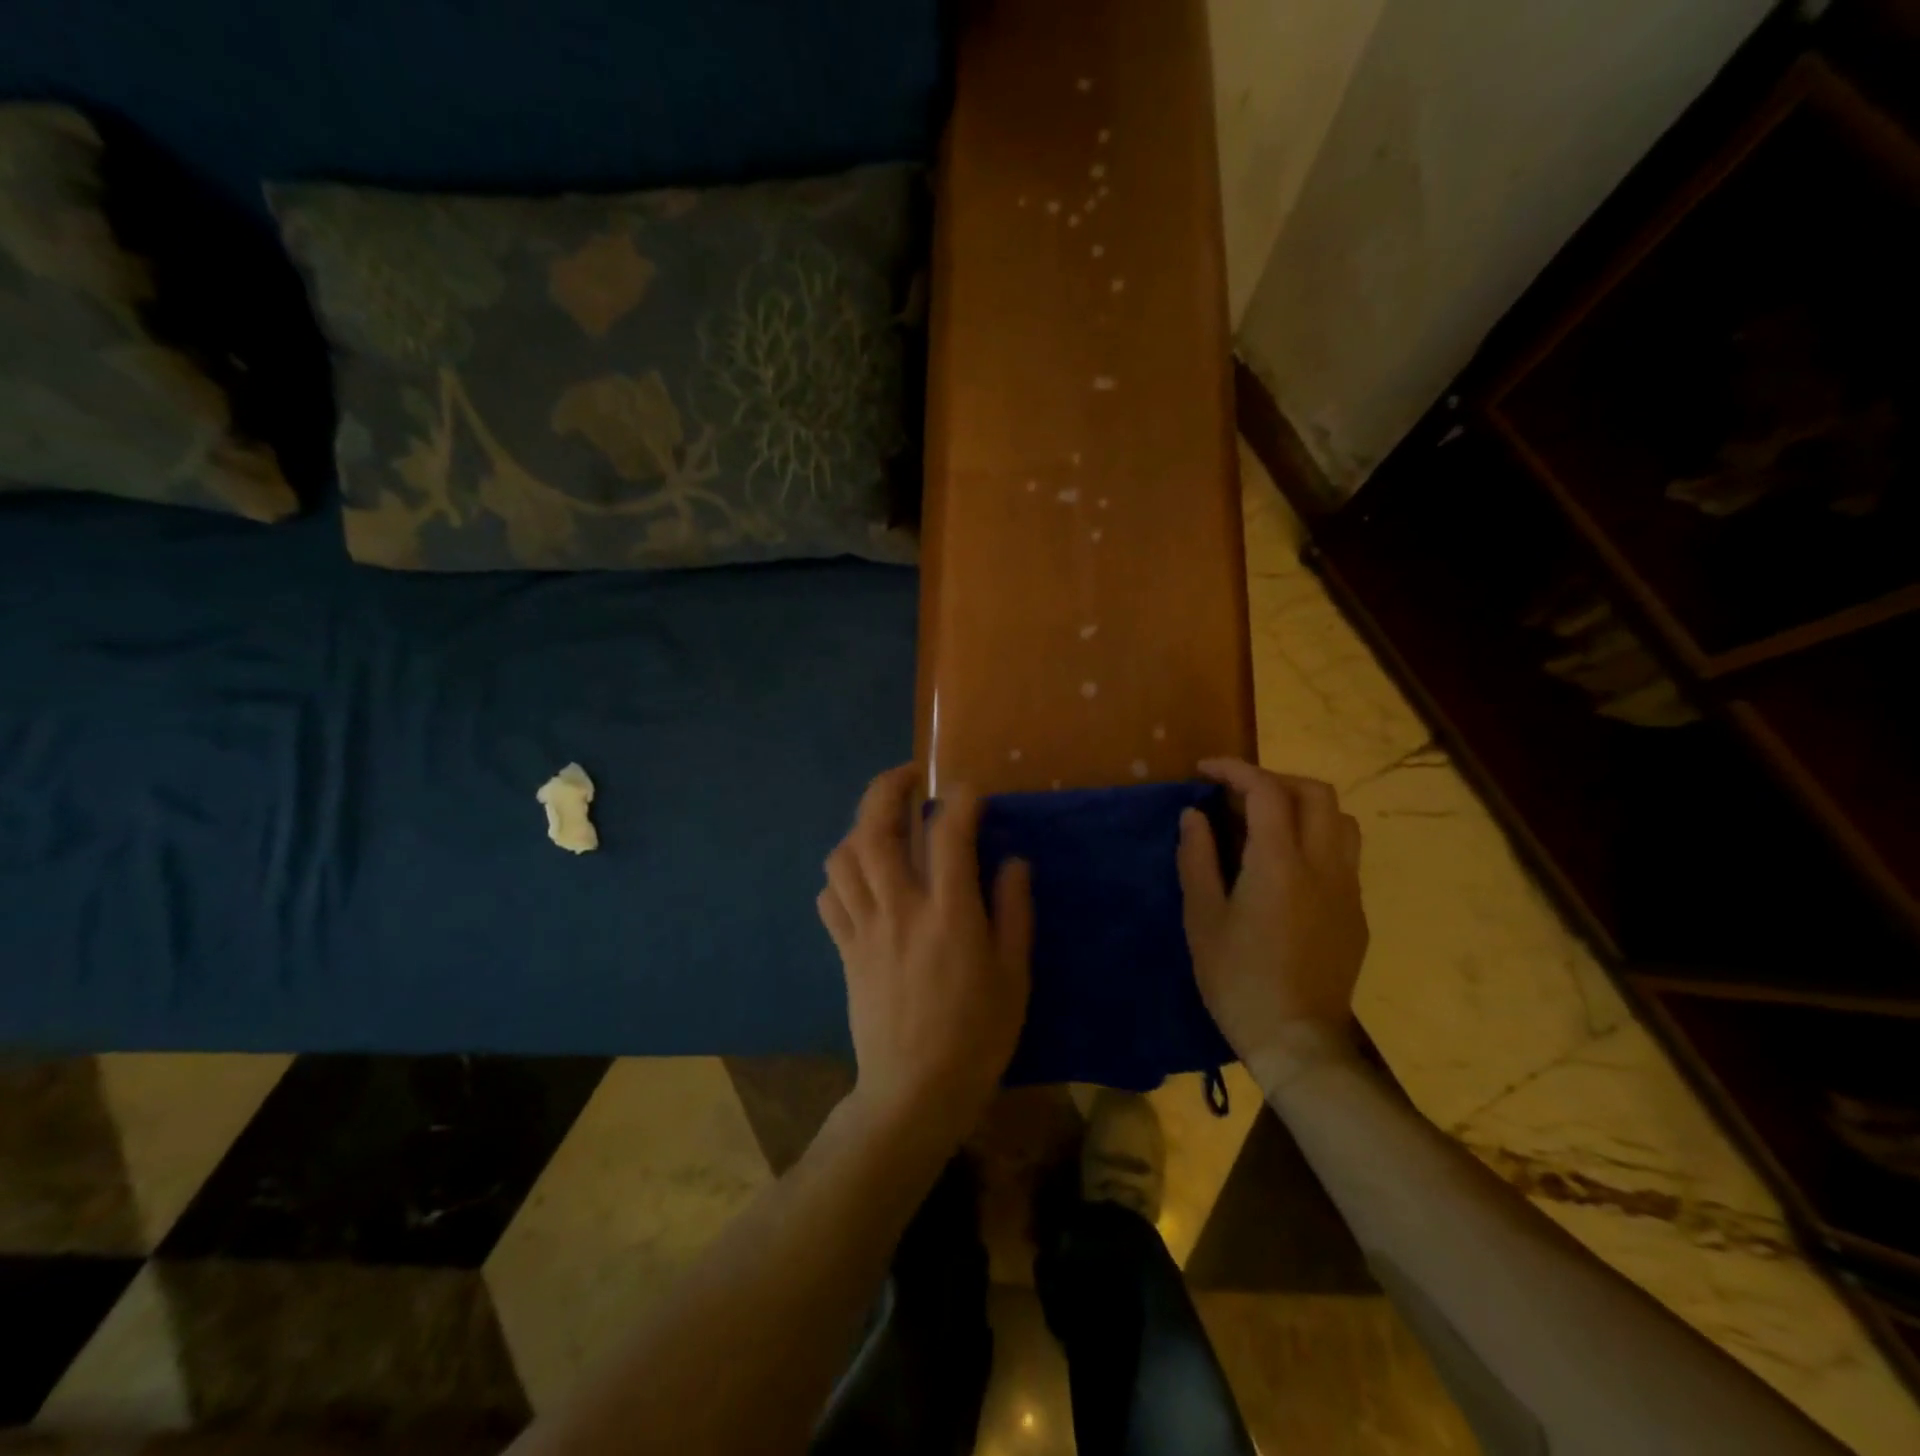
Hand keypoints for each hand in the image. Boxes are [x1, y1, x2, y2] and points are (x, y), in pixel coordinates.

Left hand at [817, 765, 1033, 1142]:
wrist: (914, 1093)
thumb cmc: (976, 1036)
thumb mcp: (1014, 977)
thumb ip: (1014, 913)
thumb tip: (1013, 862)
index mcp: (949, 914)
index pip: (947, 834)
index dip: (959, 800)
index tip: (969, 789)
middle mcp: (900, 909)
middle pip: (875, 830)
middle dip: (886, 790)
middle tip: (907, 777)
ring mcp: (865, 929)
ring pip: (843, 858)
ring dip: (860, 829)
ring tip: (882, 825)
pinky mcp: (845, 951)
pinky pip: (830, 900)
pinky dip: (840, 877)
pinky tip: (860, 878)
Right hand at [1176, 758, 1367, 1068]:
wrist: (1297, 1040)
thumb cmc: (1238, 979)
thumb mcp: (1202, 918)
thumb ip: (1197, 858)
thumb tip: (1194, 816)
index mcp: (1280, 863)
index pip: (1266, 791)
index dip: (1234, 770)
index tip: (1205, 770)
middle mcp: (1323, 865)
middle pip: (1316, 793)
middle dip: (1275, 780)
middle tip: (1237, 795)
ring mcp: (1347, 889)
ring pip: (1341, 820)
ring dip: (1304, 806)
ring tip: (1267, 822)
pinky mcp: (1356, 913)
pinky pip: (1344, 855)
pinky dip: (1316, 837)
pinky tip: (1286, 866)